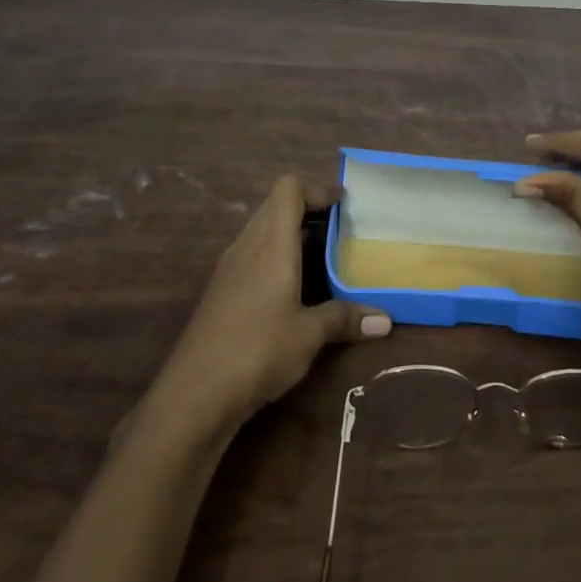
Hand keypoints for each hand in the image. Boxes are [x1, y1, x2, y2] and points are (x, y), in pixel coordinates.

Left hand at [156, 174, 391, 432]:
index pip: (288, 189)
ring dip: (290, 233)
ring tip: (322, 256)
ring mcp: (229, 267)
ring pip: (262, 230)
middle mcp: (247, 245)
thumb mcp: (309, 335)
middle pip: (275, 205)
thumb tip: (386, 320)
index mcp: (271, 243)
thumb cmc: (258, 350)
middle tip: (340, 229)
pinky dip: (275, 256)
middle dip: (308, 209)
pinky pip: (252, 254)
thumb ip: (345, 319)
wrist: (194, 393)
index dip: (316, 188)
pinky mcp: (221, 290)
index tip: (344, 205)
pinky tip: (293, 288)